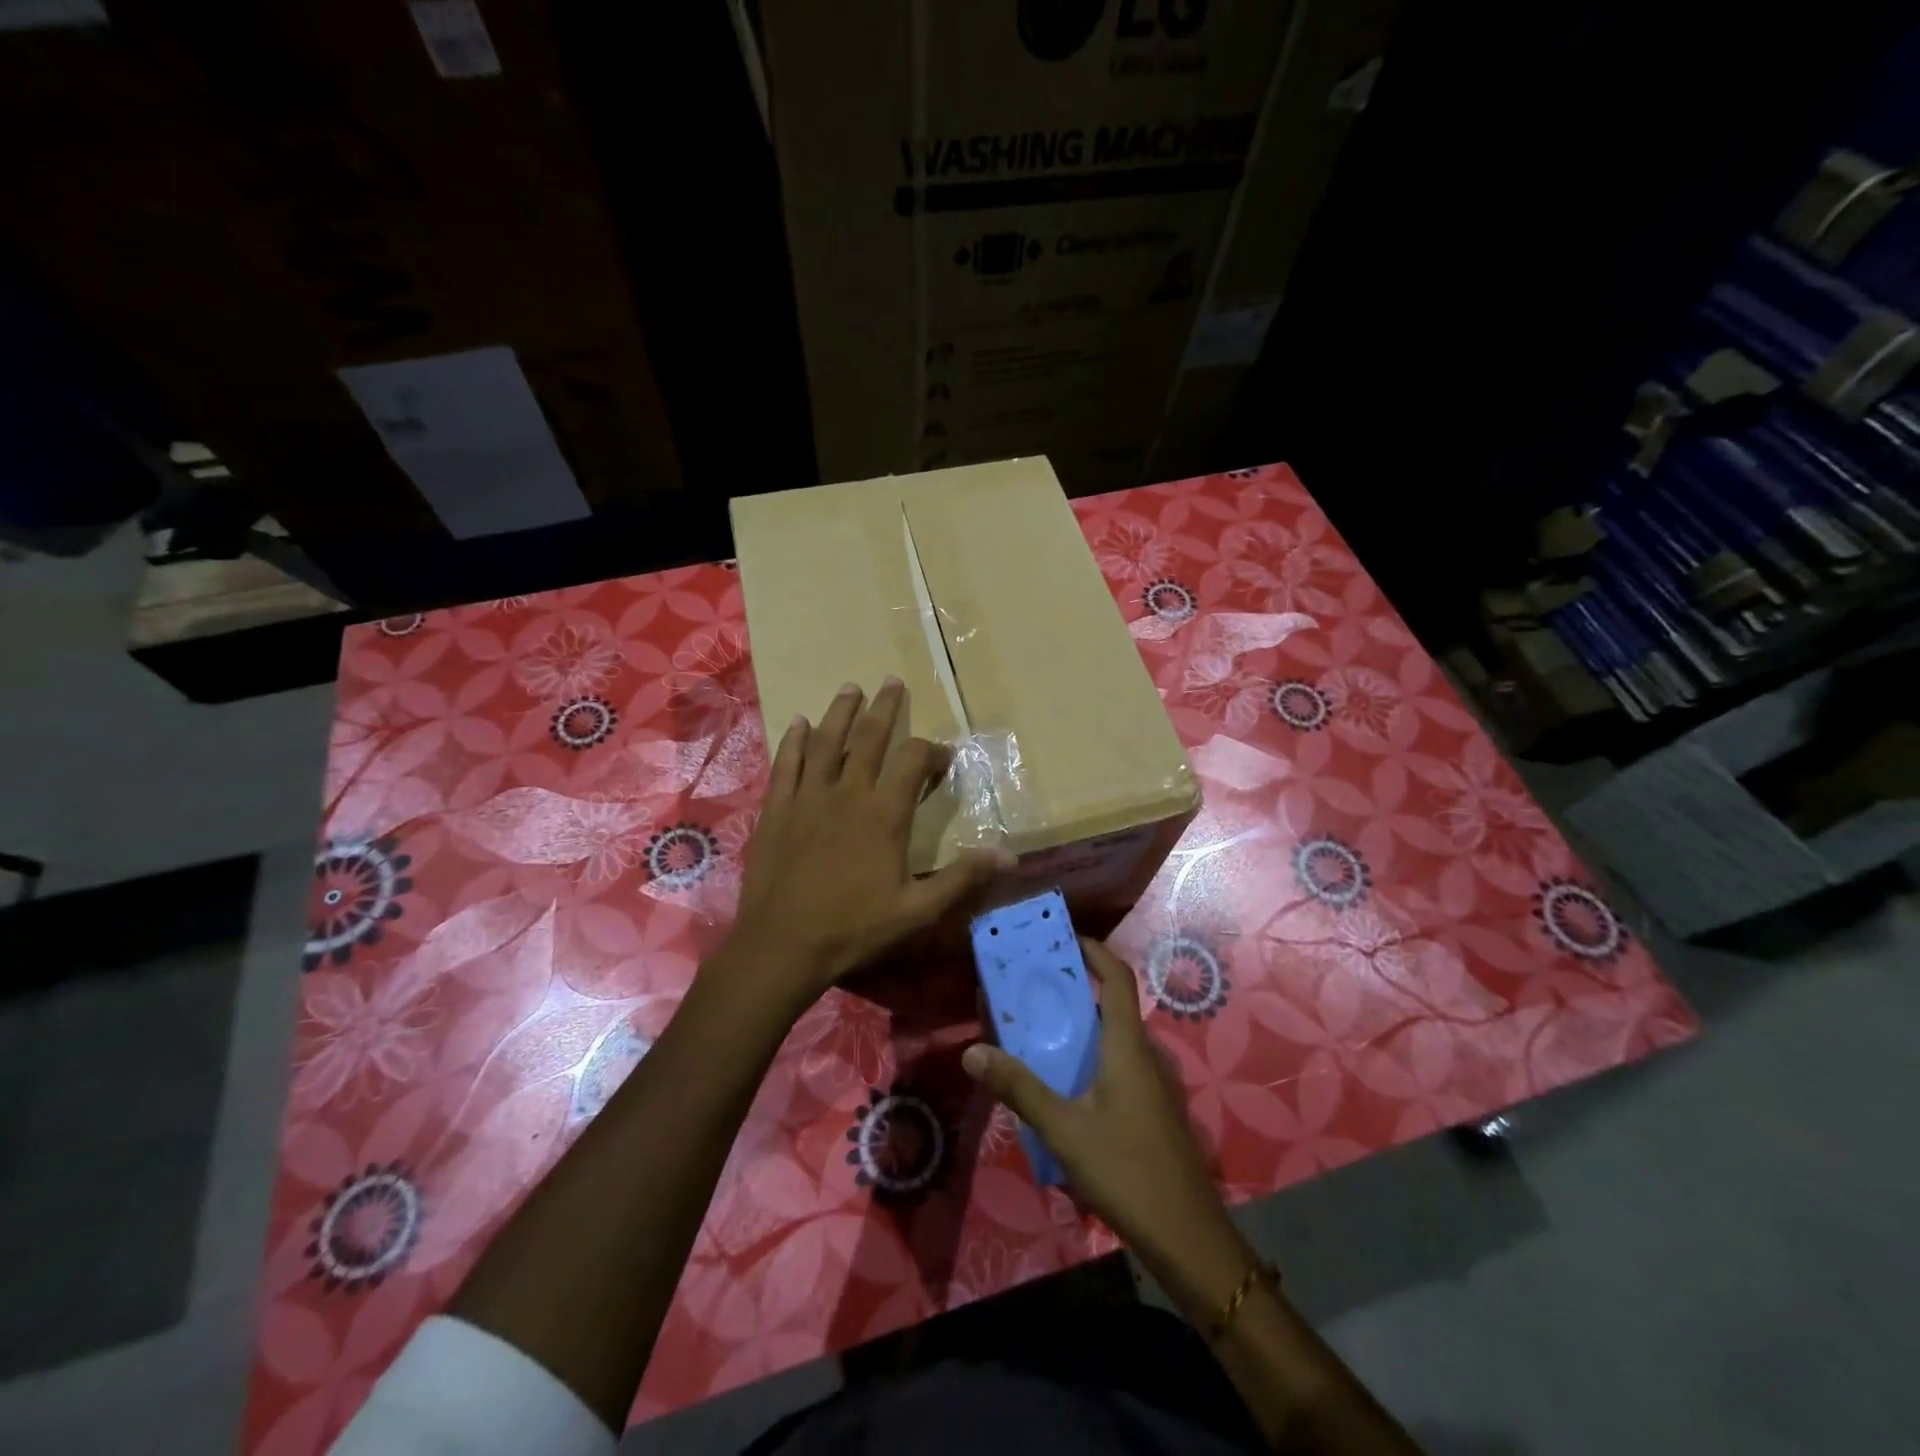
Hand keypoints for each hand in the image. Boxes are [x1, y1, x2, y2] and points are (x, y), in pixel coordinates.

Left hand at [721, 679, 1008, 1013]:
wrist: (783, 945)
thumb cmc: (854, 928)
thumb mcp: (917, 910)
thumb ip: (962, 877)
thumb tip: (1009, 855)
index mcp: (884, 814)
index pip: (912, 760)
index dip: (932, 751)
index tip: (943, 756)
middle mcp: (847, 793)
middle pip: (870, 737)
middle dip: (885, 708)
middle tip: (892, 682)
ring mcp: (808, 797)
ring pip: (826, 741)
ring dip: (841, 712)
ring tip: (851, 687)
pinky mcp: (777, 808)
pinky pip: (786, 763)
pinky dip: (794, 740)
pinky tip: (799, 722)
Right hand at [962, 939, 1253, 1314]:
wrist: (1189, 1238)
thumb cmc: (1127, 1171)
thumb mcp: (1064, 1129)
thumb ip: (1019, 1088)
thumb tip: (973, 1050)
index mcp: (1128, 1046)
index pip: (1118, 978)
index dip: (1094, 951)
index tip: (1063, 939)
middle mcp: (1147, 1054)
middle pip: (1114, 1005)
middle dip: (1077, 989)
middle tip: (1034, 988)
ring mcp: (1156, 1084)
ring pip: (1117, 1038)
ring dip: (1085, 1025)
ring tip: (1042, 1031)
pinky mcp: (1156, 1110)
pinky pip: (1123, 1065)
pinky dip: (1095, 1056)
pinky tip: (1068, 1085)